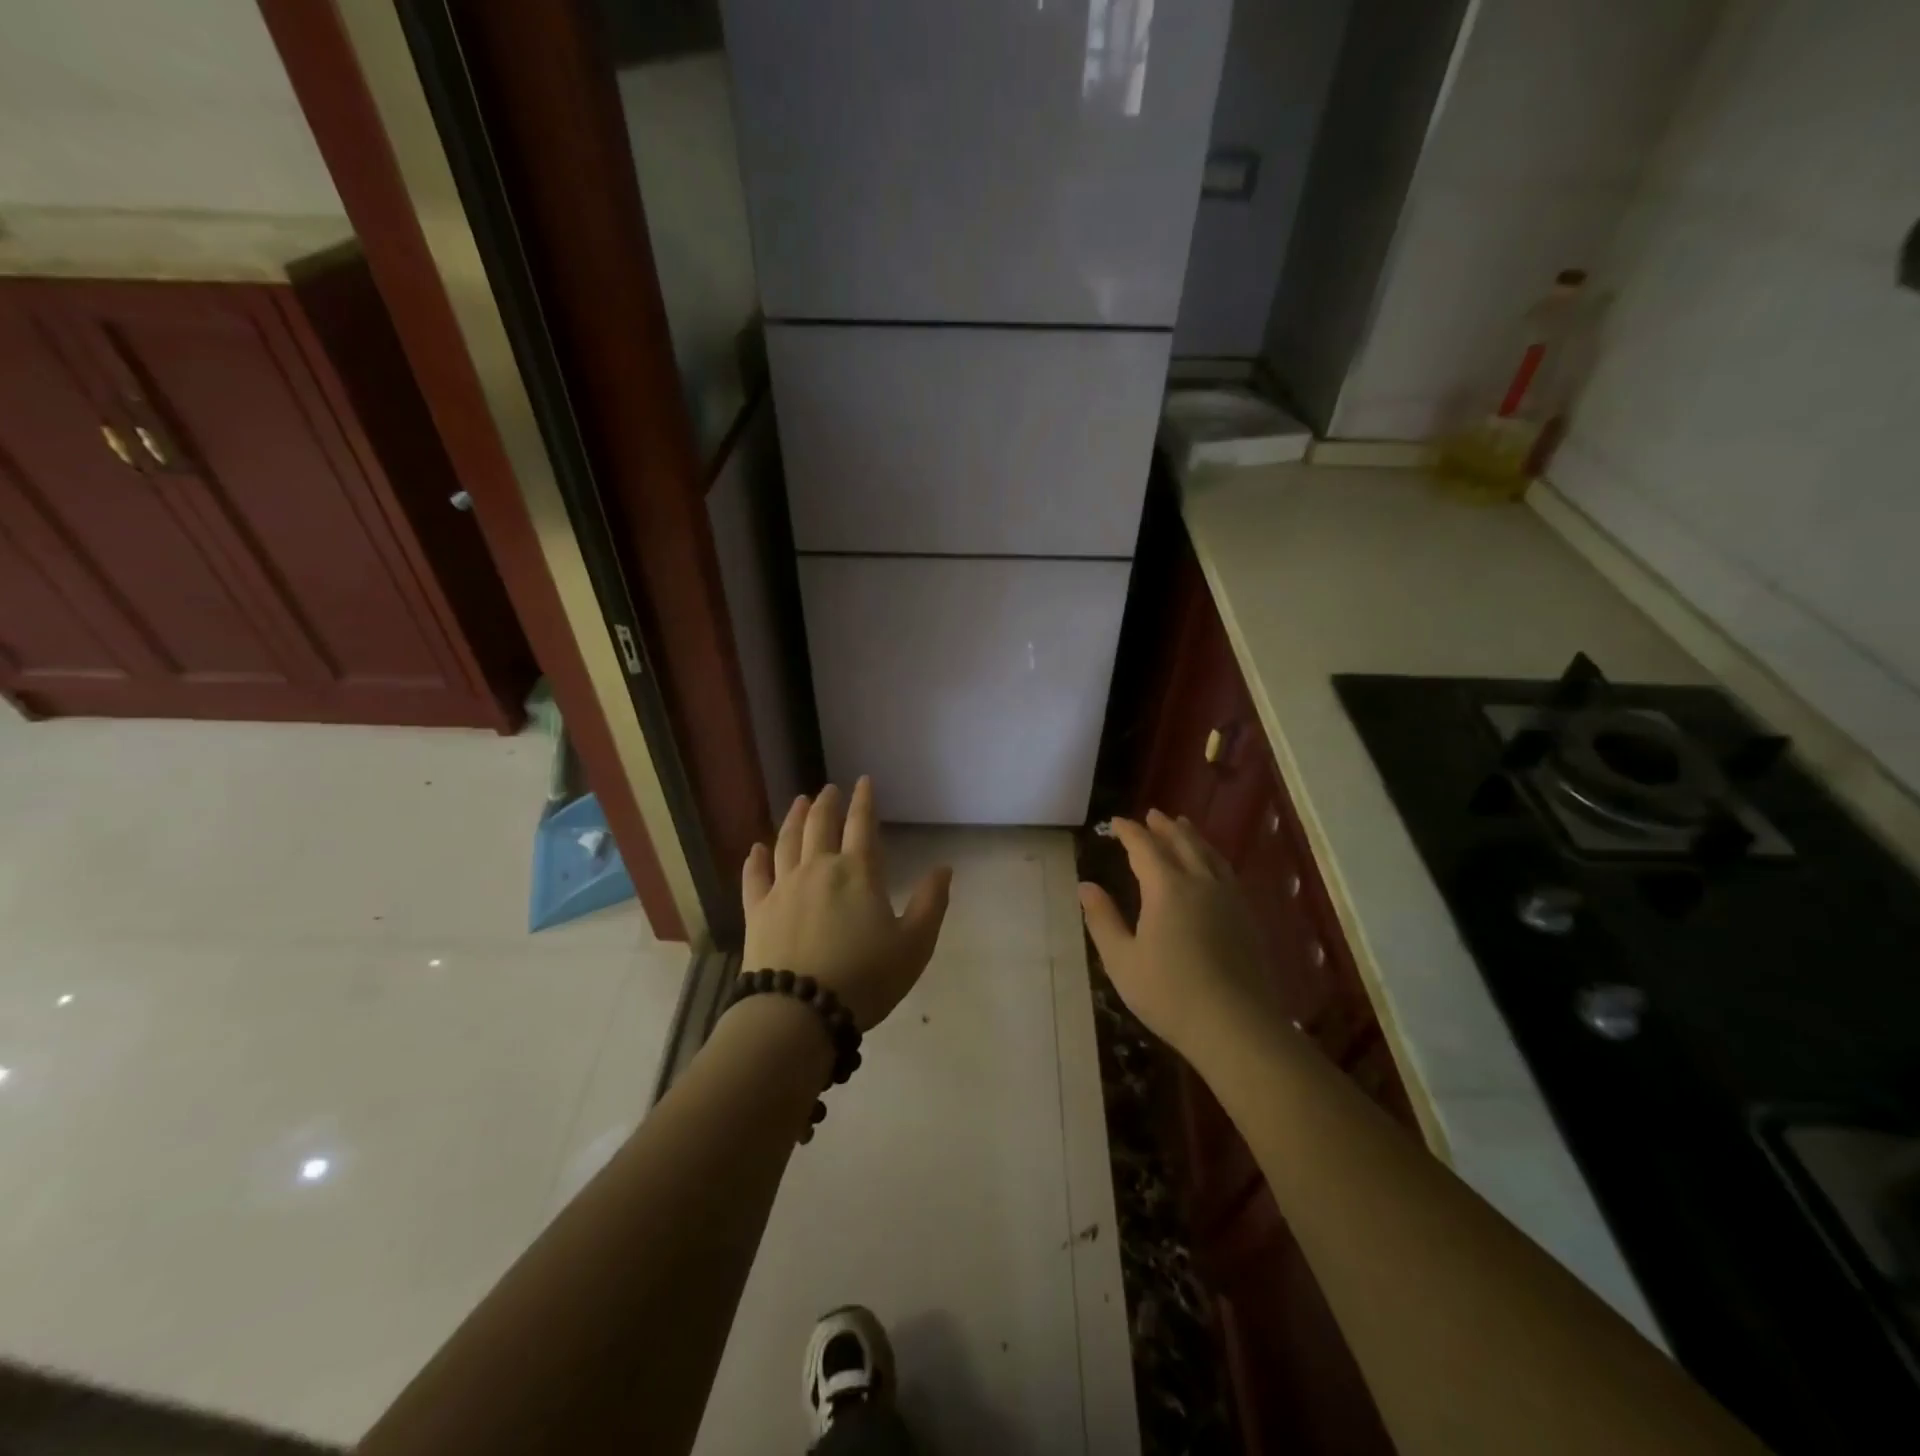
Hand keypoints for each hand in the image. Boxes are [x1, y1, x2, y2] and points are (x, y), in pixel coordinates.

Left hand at [741, 778, 952, 1030]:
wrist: (800, 1011)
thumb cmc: (865, 978)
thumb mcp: (914, 945)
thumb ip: (931, 903)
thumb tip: (944, 868)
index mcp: (858, 872)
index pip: (862, 825)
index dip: (864, 800)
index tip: (863, 781)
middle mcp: (818, 869)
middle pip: (820, 825)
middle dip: (826, 804)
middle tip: (828, 789)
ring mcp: (783, 888)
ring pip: (787, 842)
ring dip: (793, 819)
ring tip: (798, 802)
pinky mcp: (758, 911)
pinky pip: (754, 877)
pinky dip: (755, 860)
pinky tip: (756, 849)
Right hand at [1078, 810, 1276, 1060]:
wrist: (1236, 1026)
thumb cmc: (1169, 993)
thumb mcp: (1122, 959)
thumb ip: (1102, 919)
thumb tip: (1085, 886)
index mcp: (1167, 888)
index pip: (1145, 847)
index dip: (1129, 832)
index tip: (1115, 822)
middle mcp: (1200, 883)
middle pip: (1182, 843)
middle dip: (1164, 827)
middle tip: (1152, 814)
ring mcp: (1229, 899)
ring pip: (1209, 854)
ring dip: (1192, 837)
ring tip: (1183, 826)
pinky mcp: (1247, 917)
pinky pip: (1226, 872)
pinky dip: (1212, 857)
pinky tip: (1212, 867)